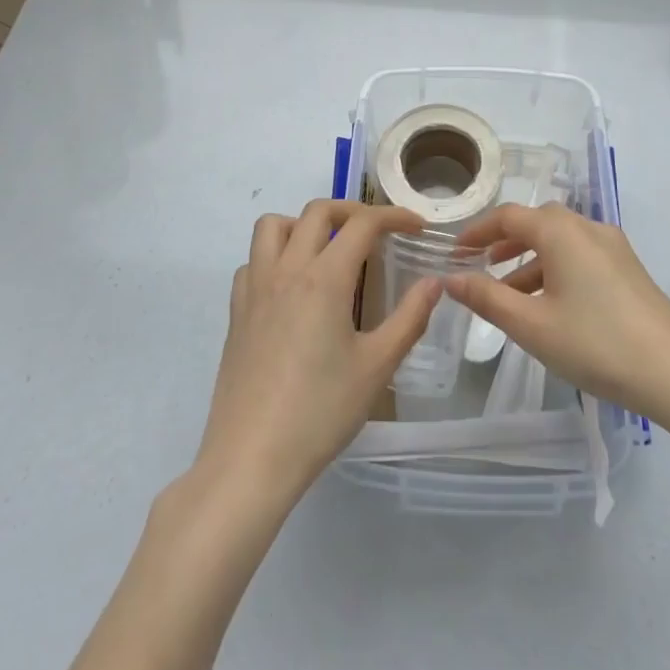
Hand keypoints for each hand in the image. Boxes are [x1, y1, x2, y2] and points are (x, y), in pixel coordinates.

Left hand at [194, 200, 440, 507]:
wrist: (250, 459)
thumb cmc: (320, 413)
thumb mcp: (377, 367)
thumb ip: (410, 318)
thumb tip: (434, 282)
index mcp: (324, 278)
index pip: (363, 223)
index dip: (394, 216)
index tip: (417, 226)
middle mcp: (286, 270)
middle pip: (318, 210)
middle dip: (352, 210)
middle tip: (377, 233)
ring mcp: (255, 288)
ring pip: (273, 226)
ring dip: (304, 224)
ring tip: (327, 249)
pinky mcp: (235, 312)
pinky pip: (253, 261)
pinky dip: (275, 256)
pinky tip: (291, 287)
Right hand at [447, 203, 669, 420]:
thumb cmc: (595, 344)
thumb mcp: (531, 325)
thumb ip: (487, 297)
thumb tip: (450, 278)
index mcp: (561, 231)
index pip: (509, 216)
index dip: (478, 231)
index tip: (455, 252)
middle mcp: (588, 227)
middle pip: (537, 222)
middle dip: (505, 242)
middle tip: (481, 266)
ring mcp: (614, 247)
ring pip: (561, 241)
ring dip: (531, 260)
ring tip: (510, 294)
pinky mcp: (629, 269)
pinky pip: (581, 256)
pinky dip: (556, 269)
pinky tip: (551, 306)